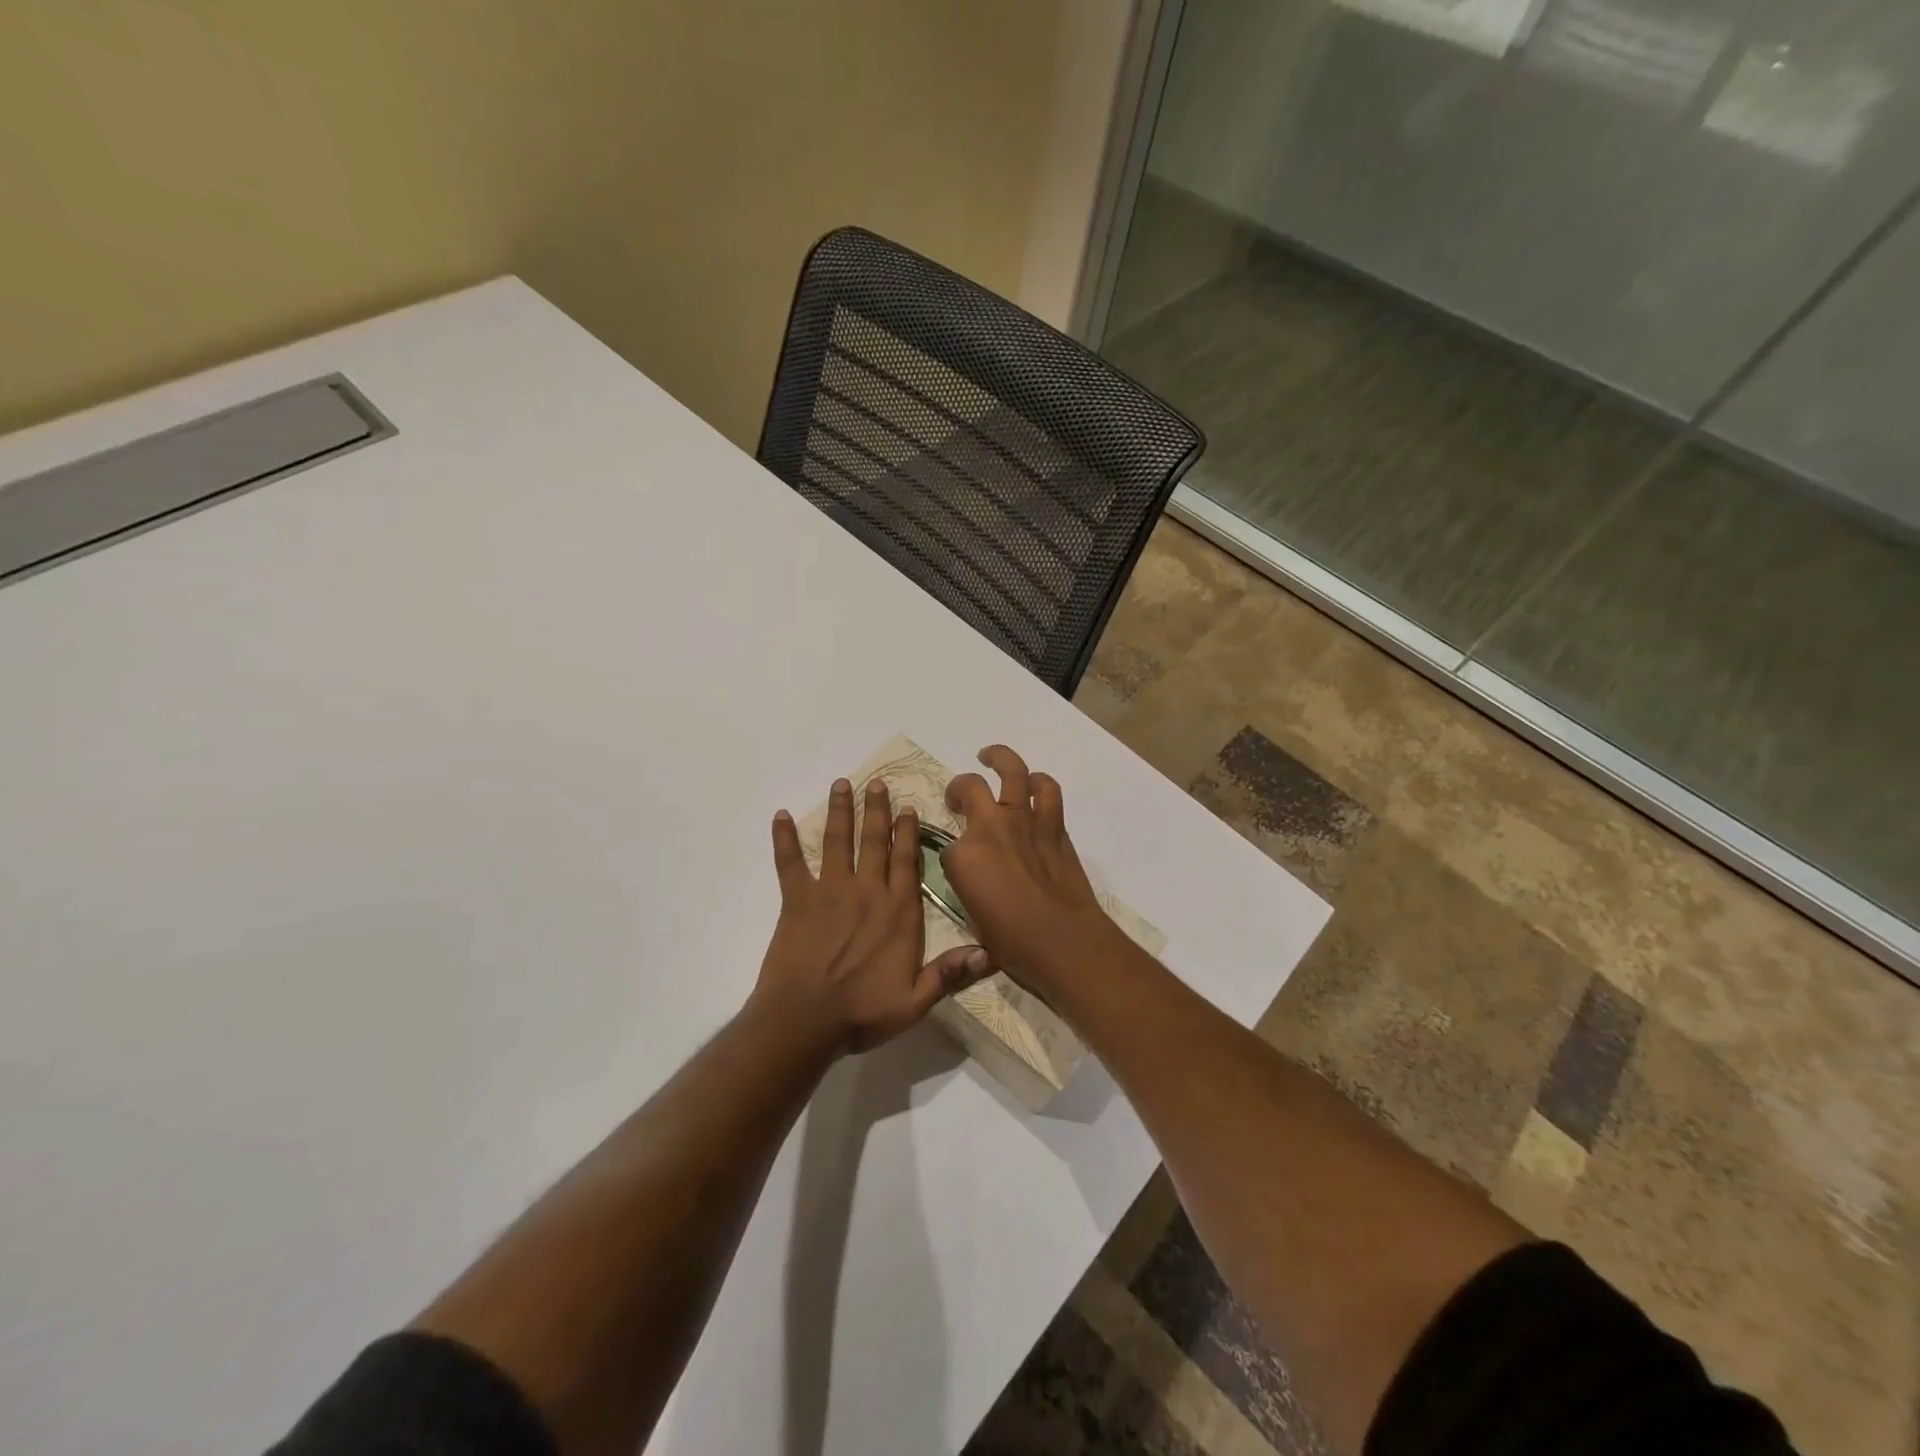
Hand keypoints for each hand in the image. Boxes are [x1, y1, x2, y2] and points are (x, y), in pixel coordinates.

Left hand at [755, 777, 989, 1053]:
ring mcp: (830, 892)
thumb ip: (950, 973)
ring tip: (841, 784)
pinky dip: (784, 839)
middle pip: (873, 842)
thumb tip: (990, 952)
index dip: (907, 833)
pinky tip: (781, 816)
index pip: (906, 862)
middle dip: (876, 810)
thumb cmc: (863, 1013)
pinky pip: (790, 864)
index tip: (907, 806)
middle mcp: (867, 892)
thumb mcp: (916, 1001)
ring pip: (837, 842)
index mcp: (898, 912)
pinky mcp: (797, 901)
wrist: (805, 1021)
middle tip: (876, 782)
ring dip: (839, 811)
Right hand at [942, 746, 1121, 993]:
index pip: (947, 845)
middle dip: (958, 788)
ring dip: (999, 758)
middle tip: (957, 797)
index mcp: (964, 855)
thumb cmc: (1012, 941)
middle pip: (969, 786)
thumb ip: (968, 883)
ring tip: (990, 757)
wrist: (1063, 941)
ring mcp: (1025, 821)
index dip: (953, 857)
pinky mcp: (1054, 826)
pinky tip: (1033, 784)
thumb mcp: (972, 916)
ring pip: (1012, 771)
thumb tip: (974, 872)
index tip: (959, 869)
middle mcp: (991, 827)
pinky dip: (1039, 783)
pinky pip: (1047, 790)